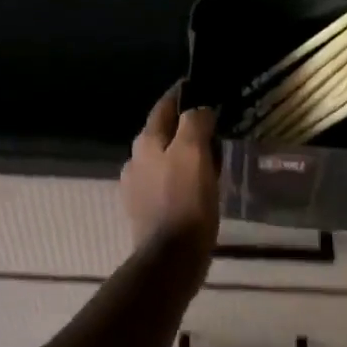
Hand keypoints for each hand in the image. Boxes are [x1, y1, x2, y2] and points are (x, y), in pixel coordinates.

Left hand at [121, 83, 220, 252]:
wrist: (170, 258)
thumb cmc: (185, 201)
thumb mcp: (194, 153)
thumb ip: (194, 124)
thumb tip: (199, 110)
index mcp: (146, 142)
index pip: (163, 107)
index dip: (181, 95)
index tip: (198, 88)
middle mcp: (135, 160)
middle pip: (162, 133)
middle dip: (183, 126)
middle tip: (212, 126)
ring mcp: (137, 188)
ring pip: (163, 159)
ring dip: (182, 154)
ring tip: (209, 157)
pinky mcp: (145, 211)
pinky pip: (166, 184)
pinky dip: (181, 178)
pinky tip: (197, 187)